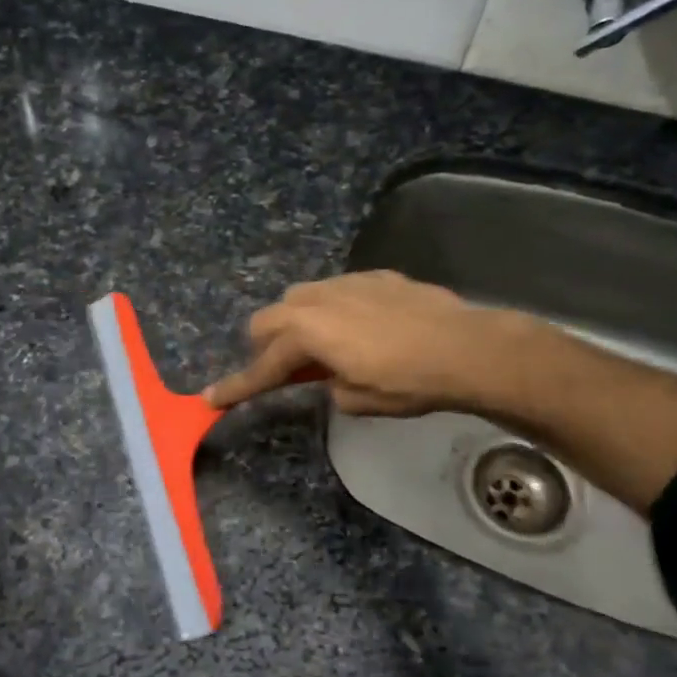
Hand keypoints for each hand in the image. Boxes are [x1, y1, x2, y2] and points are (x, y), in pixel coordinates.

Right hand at [204, 271, 516, 416]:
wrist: (464, 347)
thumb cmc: (407, 383)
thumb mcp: (357, 399)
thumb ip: (328, 384)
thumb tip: (329, 376)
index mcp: (306, 334)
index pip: (262, 366)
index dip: (237, 387)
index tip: (211, 398)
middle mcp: (315, 301)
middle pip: (267, 320)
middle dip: (266, 347)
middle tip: (285, 373)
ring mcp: (345, 283)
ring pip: (298, 297)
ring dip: (296, 323)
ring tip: (322, 347)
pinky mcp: (373, 276)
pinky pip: (335, 290)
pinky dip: (332, 310)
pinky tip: (360, 328)